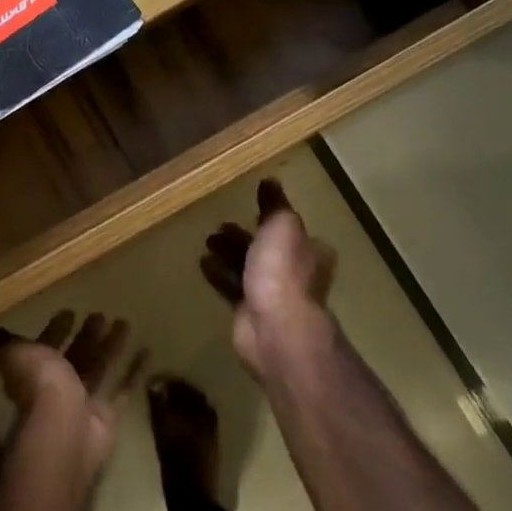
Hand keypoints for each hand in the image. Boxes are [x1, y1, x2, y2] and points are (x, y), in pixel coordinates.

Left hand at [0, 311, 145, 476]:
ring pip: (100, 367)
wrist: (64, 429)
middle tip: (100, 314)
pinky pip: (122, 389)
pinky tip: (147, 351)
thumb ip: (5, 342)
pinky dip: (134, 372)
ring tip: (124, 322)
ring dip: (111, 346)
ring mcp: (83, 401)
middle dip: (86, 335)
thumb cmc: (39, 385)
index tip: (68, 311)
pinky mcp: (106, 414)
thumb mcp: (15, 354)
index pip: (45, 346)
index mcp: (36, 370)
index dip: (54, 329)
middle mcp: (58, 386)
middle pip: (75, 355)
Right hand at [200, 180, 338, 380]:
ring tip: (207, 240)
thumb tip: (270, 182)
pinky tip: (202, 262)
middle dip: (243, 236)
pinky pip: (231, 287)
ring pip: (247, 267)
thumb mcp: (282, 227)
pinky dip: (218, 273)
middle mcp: (294, 272)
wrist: (275, 328)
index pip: (289, 229)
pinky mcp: (249, 312)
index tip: (247, 206)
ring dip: (228, 253)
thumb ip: (275, 205)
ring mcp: (272, 294)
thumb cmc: (283, 272)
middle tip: (219, 225)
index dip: (269, 218)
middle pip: (265, 248)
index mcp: (309, 250)